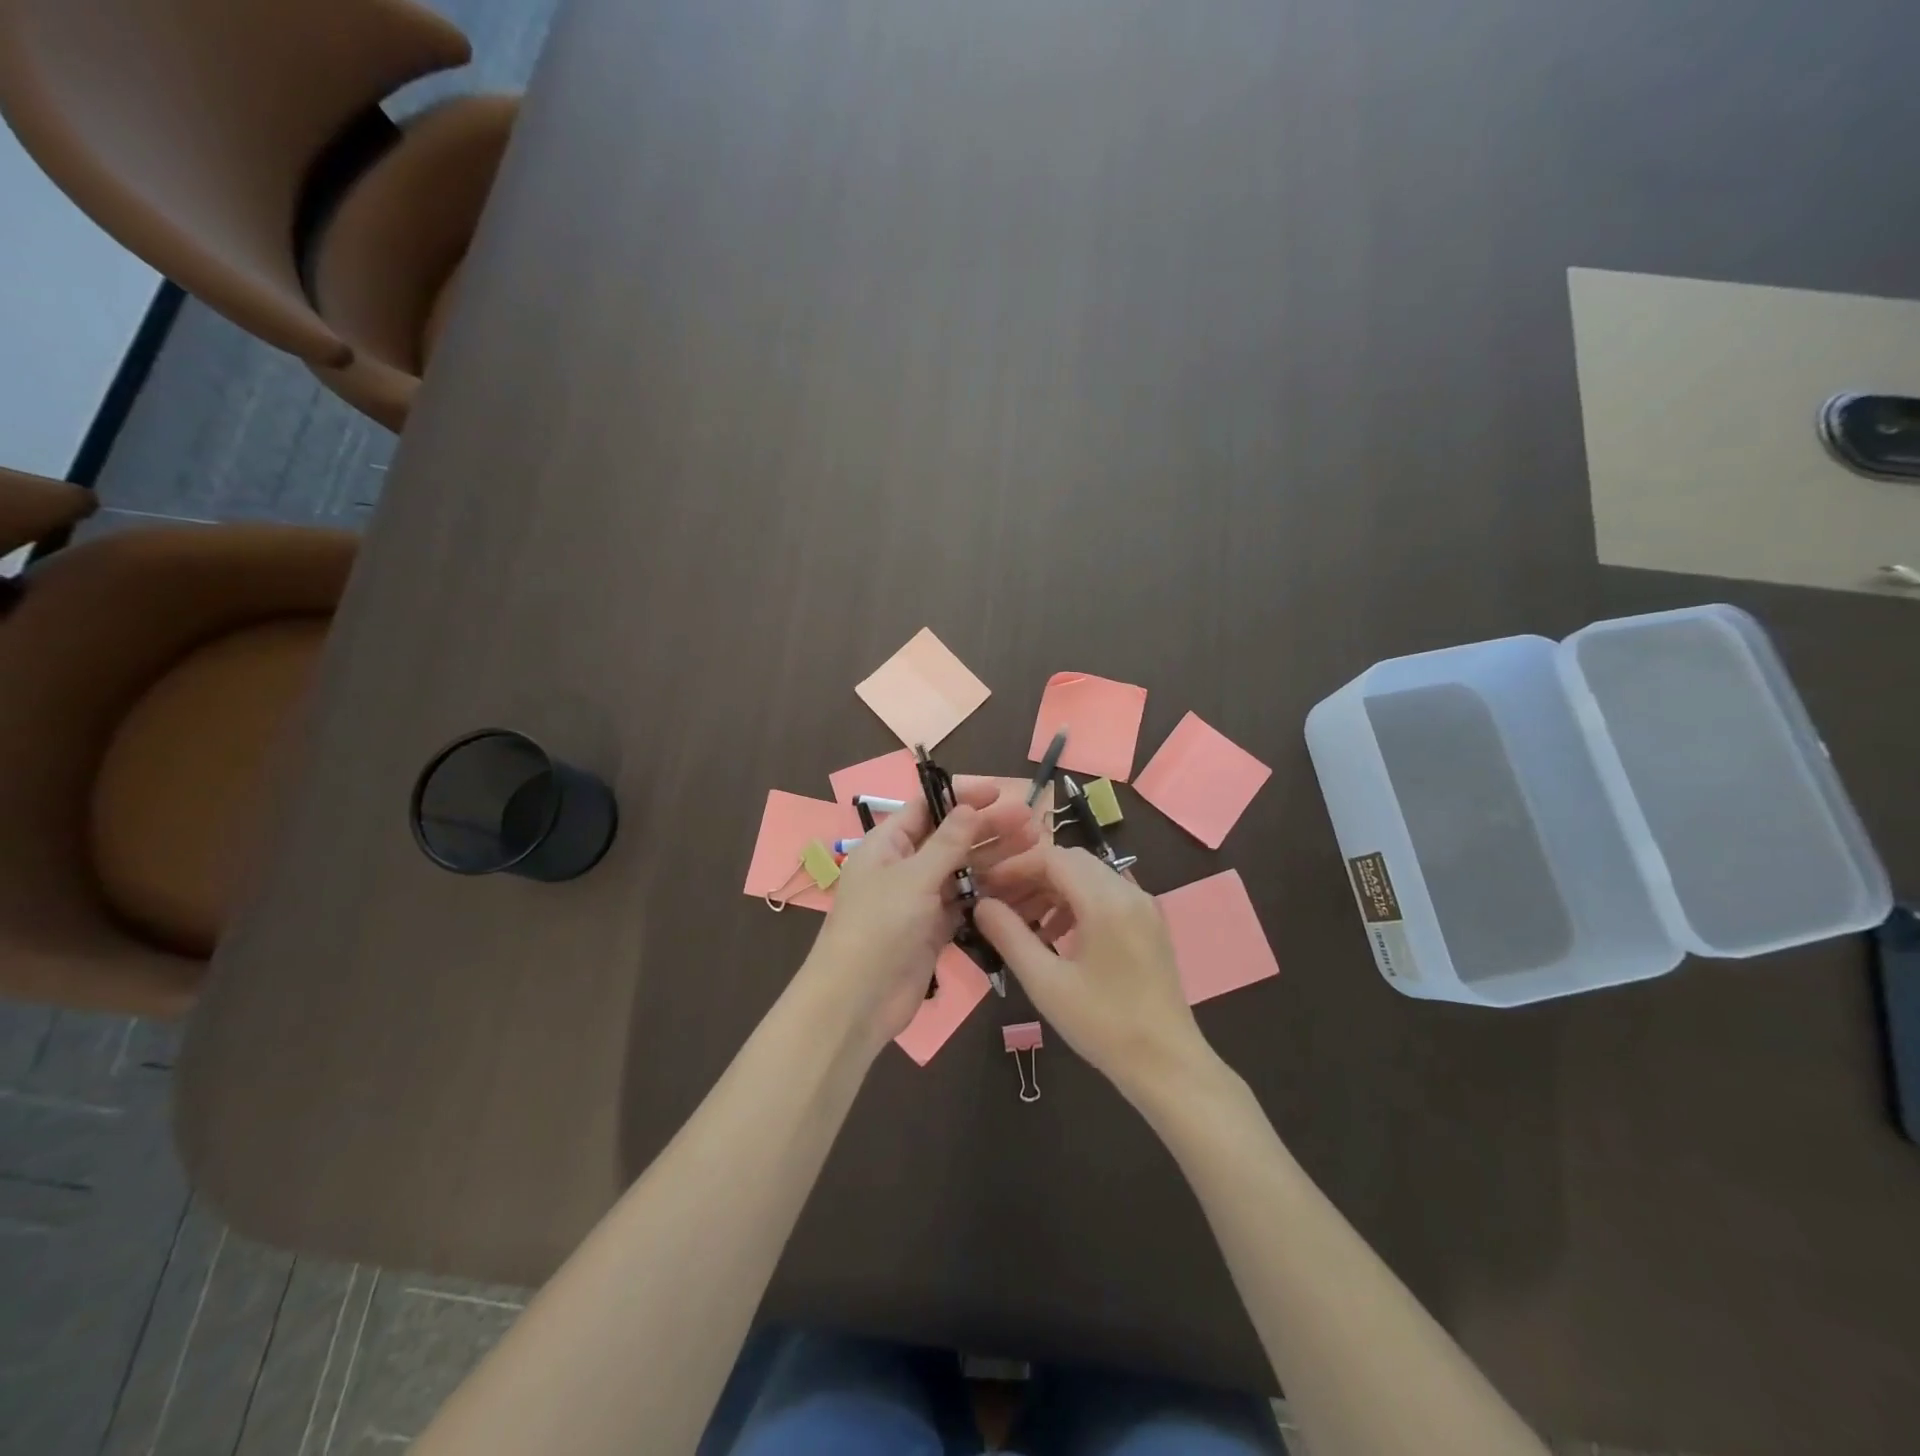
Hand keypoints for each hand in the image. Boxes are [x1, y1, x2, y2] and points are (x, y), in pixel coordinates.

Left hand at [801, 777, 1039, 1048]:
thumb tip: (969, 808)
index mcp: (887, 845)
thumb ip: (946, 843)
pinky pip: (966, 901)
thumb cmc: (879, 927)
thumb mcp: (913, 878)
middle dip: (988, 826)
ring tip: (1034, 844)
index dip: (962, 796)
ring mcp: (920, 898)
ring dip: (995, 856)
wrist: (858, 1000)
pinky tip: (1020, 882)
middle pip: (950, 837)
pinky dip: (990, 891)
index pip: (927, 807)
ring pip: (963, 869)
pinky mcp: (934, 928)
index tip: (999, 792)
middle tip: (1029, 819)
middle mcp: (904, 866)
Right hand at [974, 845, 1213, 1101]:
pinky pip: (1106, 895)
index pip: (1052, 858)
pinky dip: (1076, 903)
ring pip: (1089, 877)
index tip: (986, 887)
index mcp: (1106, 901)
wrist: (1167, 1064)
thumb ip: (1010, 935)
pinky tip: (1056, 935)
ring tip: (1023, 923)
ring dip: (1052, 890)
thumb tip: (982, 904)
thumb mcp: (1046, 982)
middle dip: (1032, 876)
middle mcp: (1129, 892)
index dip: (1015, 867)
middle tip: (1001, 904)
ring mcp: (1144, 906)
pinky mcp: (1149, 924)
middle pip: (1071, 862)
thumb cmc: (1103, 1024)